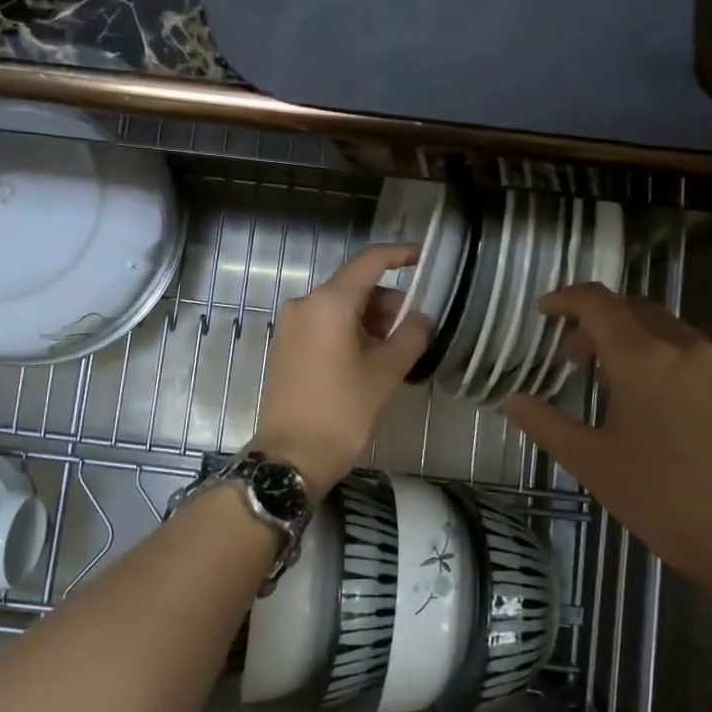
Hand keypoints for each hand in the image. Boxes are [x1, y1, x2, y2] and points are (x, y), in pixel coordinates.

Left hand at [253, 244, 430, 496]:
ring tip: (396, 352)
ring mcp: (291, 326)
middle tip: (417, 329)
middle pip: (355, 287)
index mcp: (329, 302)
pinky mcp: (285, 348)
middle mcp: (305, 305)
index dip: (400, 255)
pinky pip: (324, 327)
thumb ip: (411, 335)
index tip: (425, 258)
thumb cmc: (343, 411)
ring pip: (340, 309)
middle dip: (389, 302)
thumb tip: (422, 316)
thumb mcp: (386, 372)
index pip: (370, 261)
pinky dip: (350, 333)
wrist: (291, 456)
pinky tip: (369, 360)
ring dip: (371, 321)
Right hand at [504, 284, 711, 602]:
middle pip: (638, 311)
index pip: (597, 303)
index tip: (547, 311)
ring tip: (628, 390)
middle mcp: (688, 350)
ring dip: (642, 348)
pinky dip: (682, 376)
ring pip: (677, 338)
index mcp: (642, 358)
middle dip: (602, 324)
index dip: (567, 299)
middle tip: (580, 360)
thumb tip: (513, 400)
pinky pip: (711, 371)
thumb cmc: (662, 500)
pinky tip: (681, 419)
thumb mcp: (591, 464)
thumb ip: (546, 424)